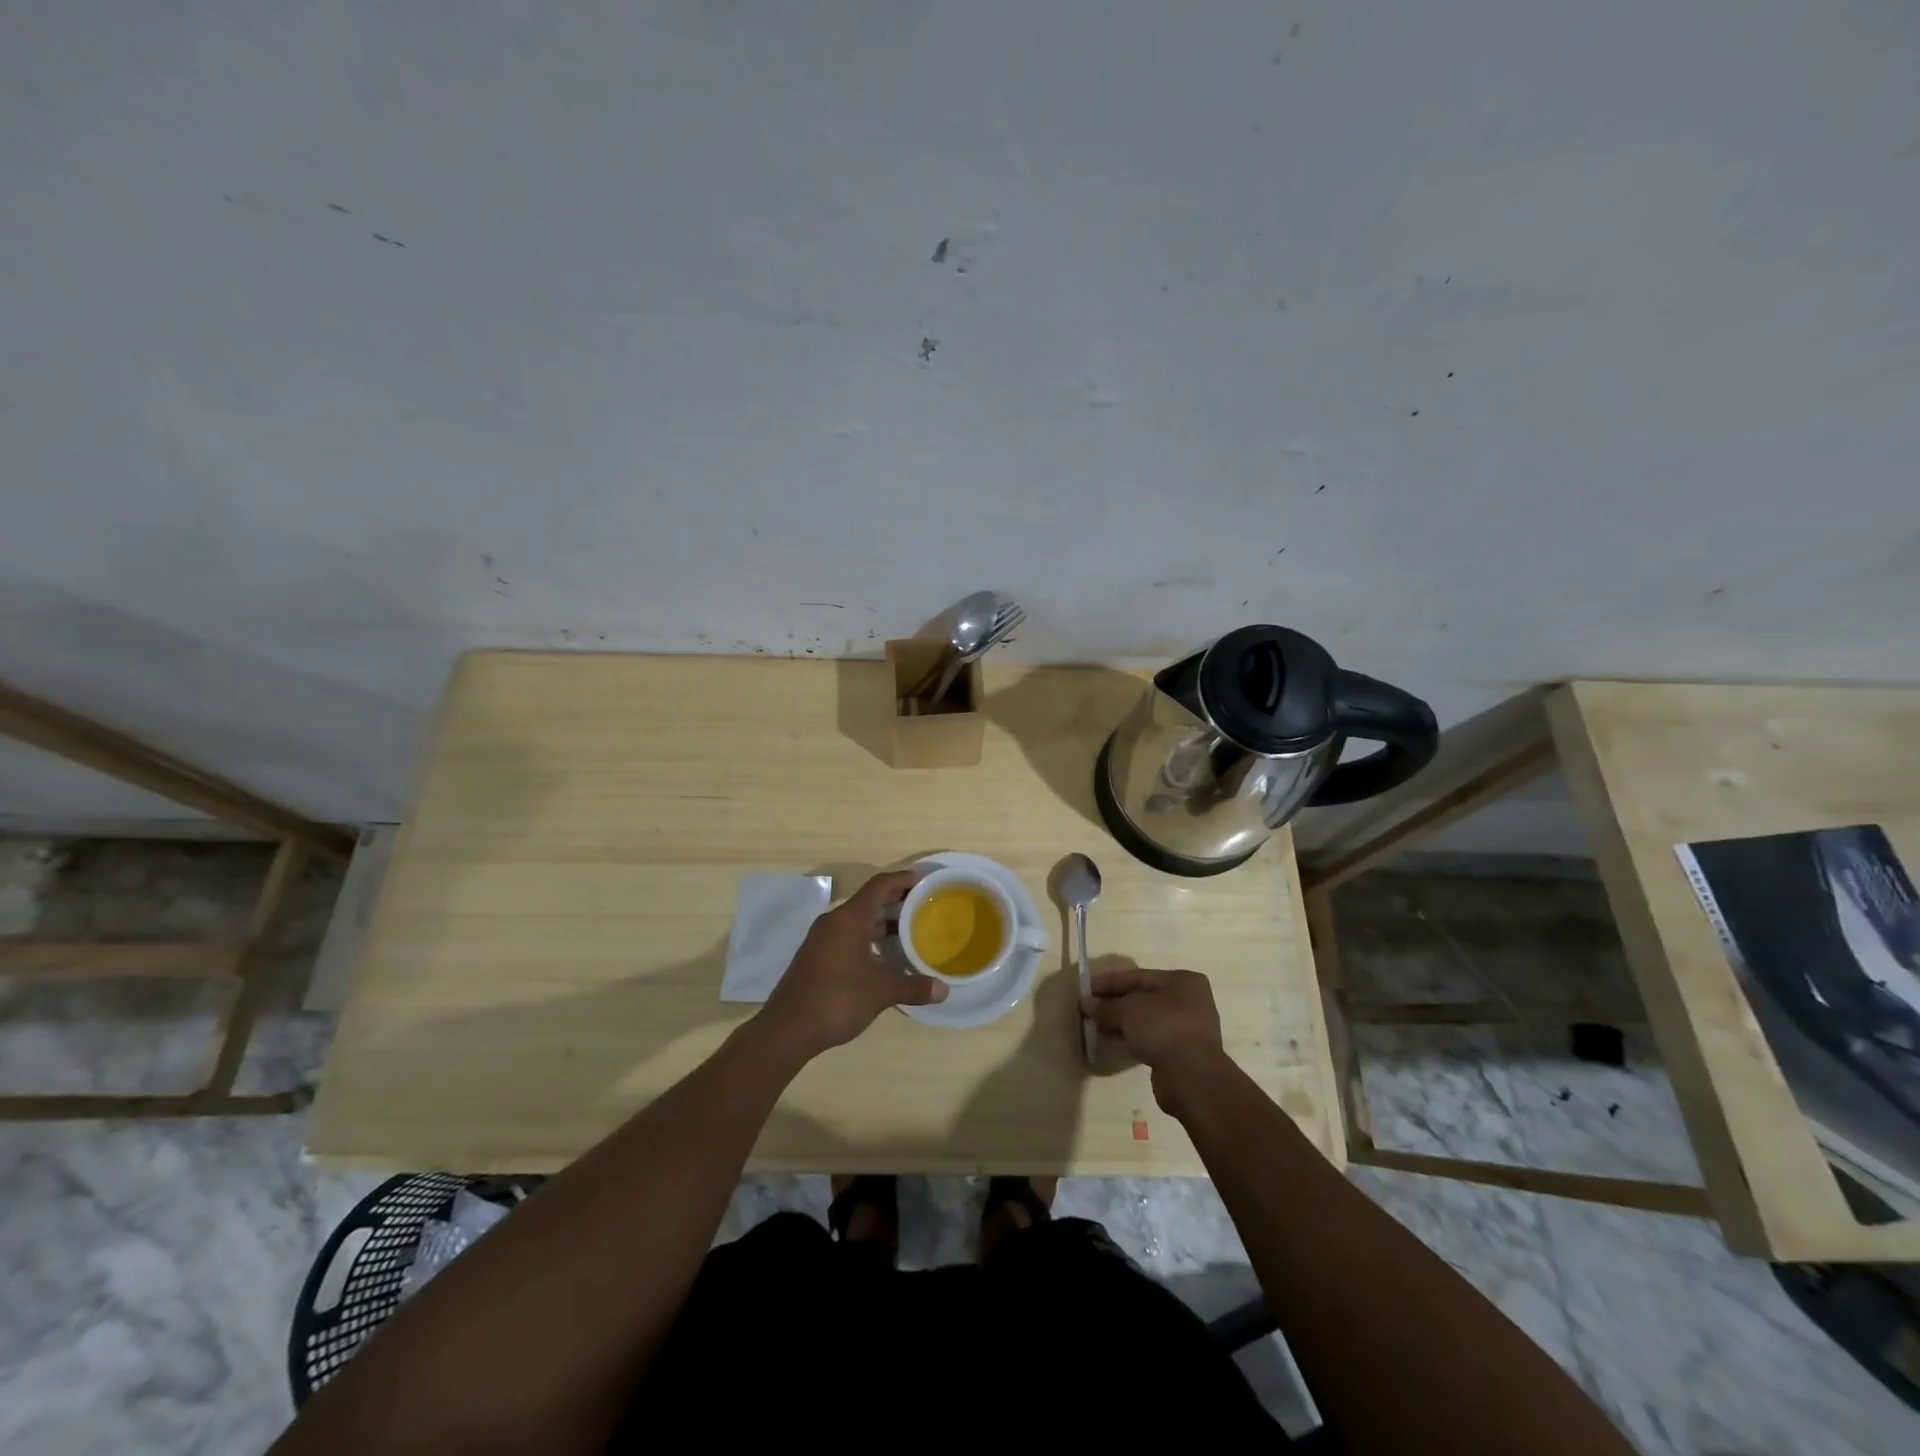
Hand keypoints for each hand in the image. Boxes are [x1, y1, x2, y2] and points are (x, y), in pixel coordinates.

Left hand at [757, 871, 946, 1056]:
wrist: (787, 1029)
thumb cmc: (836, 999)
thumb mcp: (880, 992)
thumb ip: (913, 986)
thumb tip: (944, 990)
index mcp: (849, 918)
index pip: (880, 885)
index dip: (904, 879)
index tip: (926, 881)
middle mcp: (835, 922)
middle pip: (870, 901)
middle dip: (898, 901)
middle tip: (926, 906)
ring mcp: (823, 940)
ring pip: (860, 921)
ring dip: (885, 923)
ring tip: (912, 931)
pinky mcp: (818, 957)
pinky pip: (850, 937)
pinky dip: (871, 940)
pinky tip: (887, 958)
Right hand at [1081, 966, 1231, 1117]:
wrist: (1192, 1077)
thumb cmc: (1163, 1028)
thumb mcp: (1128, 1010)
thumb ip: (1106, 1006)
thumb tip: (1086, 1003)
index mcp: (1183, 981)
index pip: (1138, 976)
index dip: (1109, 982)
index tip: (1086, 988)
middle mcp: (1189, 1001)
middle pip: (1143, 998)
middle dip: (1114, 1004)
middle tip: (1088, 1009)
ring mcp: (1188, 1029)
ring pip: (1146, 1020)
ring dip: (1121, 1023)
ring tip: (1094, 1027)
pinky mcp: (1182, 1054)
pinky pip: (1151, 1039)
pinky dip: (1132, 1039)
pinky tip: (1111, 1042)